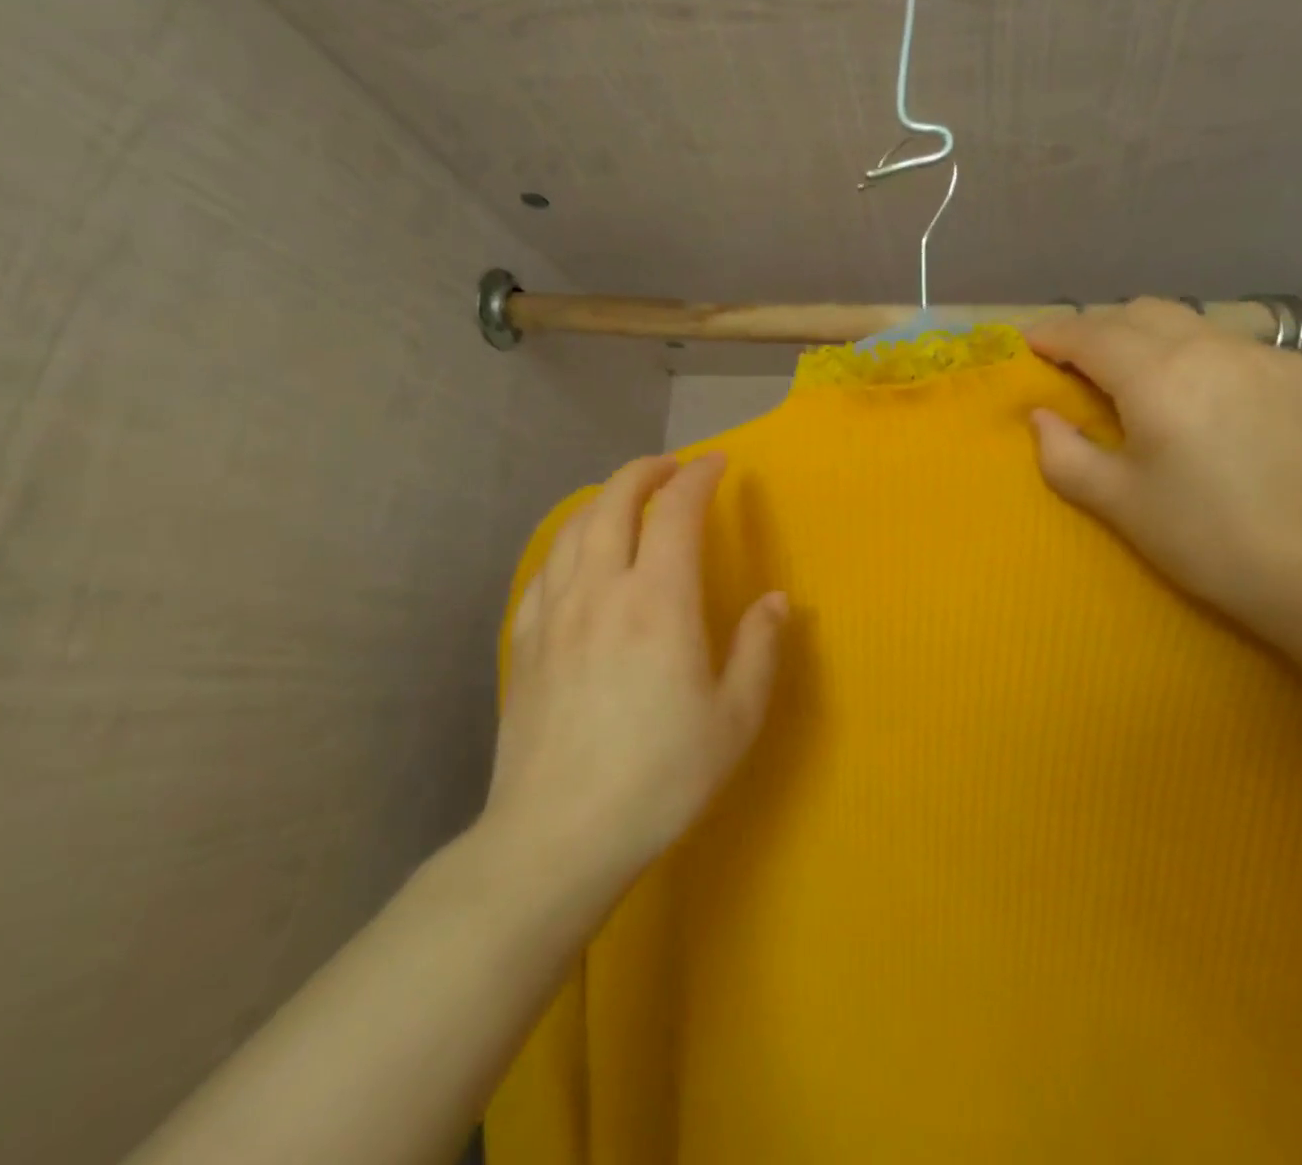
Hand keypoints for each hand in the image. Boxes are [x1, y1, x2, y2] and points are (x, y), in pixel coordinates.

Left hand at [481, 453, 787, 898]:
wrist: (557, 837)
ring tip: (627, 499)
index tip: (718, 464)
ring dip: (604, 499)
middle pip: (614, 501)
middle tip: (671, 468)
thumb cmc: (660, 778)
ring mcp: (554, 614)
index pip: (676, 511)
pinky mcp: (524, 642)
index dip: (699, 477)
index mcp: (659, 602)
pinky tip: (579, 558)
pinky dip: (568, 543)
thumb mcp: (735, 719)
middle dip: (645, 471)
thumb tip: (776, 601)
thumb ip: (759, 649)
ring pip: (573, 528)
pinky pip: (544, 570)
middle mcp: (601, 590)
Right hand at [1028, 299, 1301, 622]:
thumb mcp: (1115, 501)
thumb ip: (1062, 452)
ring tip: (1136, 377)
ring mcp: (1265, 355)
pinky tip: (1202, 398)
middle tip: (1077, 364)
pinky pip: (1232, 347)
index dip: (1054, 335)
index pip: (1091, 335)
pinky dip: (1198, 357)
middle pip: (1139, 313)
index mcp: (1159, 377)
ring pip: (1189, 323)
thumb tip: (1041, 416)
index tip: (1029, 344)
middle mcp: (1212, 347)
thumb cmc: (1202, 538)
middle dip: (1098, 329)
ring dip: (1148, 338)